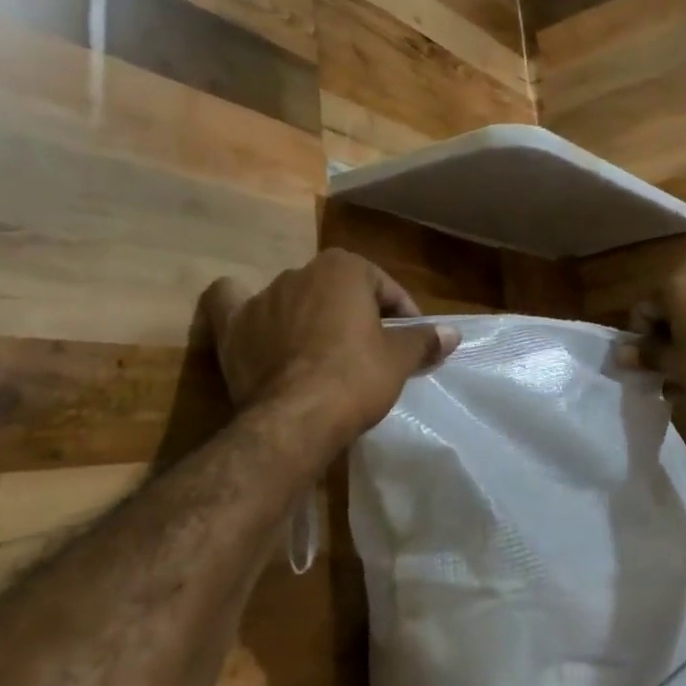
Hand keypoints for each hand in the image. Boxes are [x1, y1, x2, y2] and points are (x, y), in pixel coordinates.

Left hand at [201, 250, 459, 446]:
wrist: (296, 418)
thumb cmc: (356, 378)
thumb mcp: (399, 360)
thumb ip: (424, 340)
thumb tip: (453, 334)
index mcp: (343, 267)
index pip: (384, 288)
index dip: (402, 316)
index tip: (411, 345)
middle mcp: (300, 271)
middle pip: (339, 292)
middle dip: (356, 315)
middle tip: (371, 352)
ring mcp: (262, 297)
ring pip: (294, 298)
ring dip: (309, 317)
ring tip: (323, 353)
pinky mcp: (233, 327)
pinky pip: (232, 305)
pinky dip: (241, 308)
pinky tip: (252, 321)